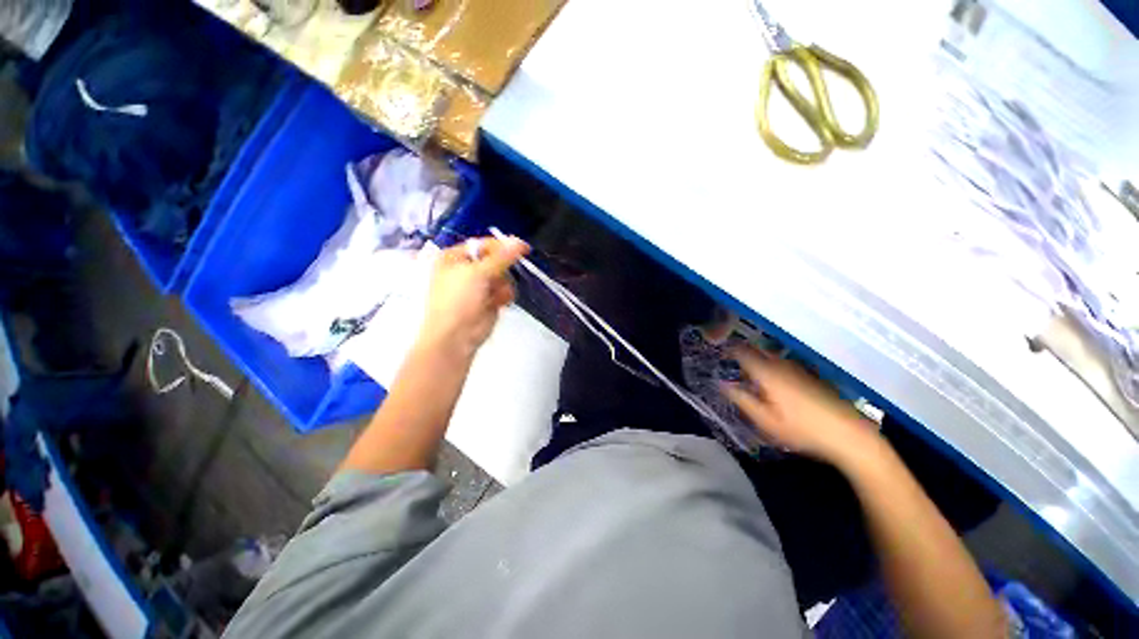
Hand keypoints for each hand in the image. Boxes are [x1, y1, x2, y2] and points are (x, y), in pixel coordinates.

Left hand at [417, 236, 529, 357]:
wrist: (456, 337)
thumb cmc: (458, 301)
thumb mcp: (477, 273)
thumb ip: (501, 257)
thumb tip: (519, 242)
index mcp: (454, 258)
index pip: (483, 245)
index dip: (502, 245)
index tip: (522, 247)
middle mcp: (466, 270)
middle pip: (495, 261)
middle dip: (501, 270)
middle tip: (500, 277)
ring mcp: (478, 286)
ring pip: (502, 276)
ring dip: (503, 285)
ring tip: (495, 295)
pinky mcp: (489, 300)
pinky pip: (504, 290)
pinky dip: (504, 295)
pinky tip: (499, 302)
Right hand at [722, 346, 876, 465]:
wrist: (850, 435)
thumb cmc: (802, 430)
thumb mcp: (765, 421)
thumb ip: (741, 400)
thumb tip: (721, 383)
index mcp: (768, 373)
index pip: (742, 352)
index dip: (728, 351)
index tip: (719, 355)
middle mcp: (783, 365)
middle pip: (758, 351)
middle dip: (743, 353)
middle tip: (732, 365)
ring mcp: (800, 368)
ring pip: (772, 357)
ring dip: (758, 360)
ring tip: (750, 374)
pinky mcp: (812, 375)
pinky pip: (785, 364)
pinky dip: (773, 367)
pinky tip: (775, 383)